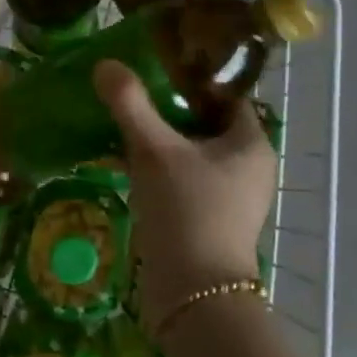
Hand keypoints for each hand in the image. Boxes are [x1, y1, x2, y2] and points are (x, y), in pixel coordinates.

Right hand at [94, 61, 275, 323]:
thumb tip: (105, 63)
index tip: (156, 66)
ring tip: (121, 122)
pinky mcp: (206, 220)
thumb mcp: (155, 151)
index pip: (226, 96)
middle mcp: (247, 168)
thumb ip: (130, 105)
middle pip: (205, 124)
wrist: (192, 292)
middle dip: (168, 109)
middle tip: (131, 92)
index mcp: (251, 144)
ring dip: (159, 140)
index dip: (193, 79)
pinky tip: (123, 162)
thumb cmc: (187, 211)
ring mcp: (228, 197)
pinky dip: (157, 168)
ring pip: (190, 154)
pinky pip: (181, 180)